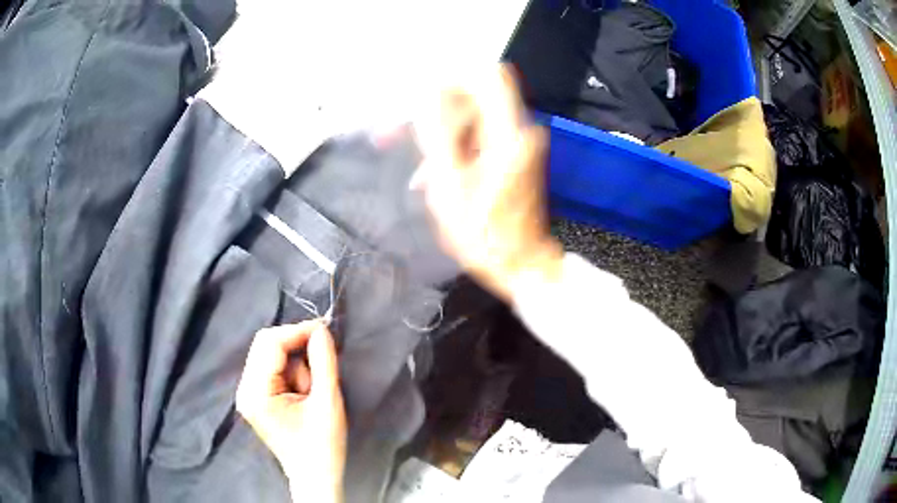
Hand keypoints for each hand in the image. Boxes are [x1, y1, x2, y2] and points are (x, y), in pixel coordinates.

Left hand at [236, 322, 345, 502]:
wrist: (316, 477)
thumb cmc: (323, 446)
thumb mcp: (328, 402)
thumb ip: (324, 362)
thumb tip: (322, 329)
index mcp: (256, 392)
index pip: (270, 343)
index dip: (298, 331)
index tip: (326, 329)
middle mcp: (244, 389)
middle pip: (265, 345)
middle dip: (296, 346)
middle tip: (323, 357)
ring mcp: (248, 393)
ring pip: (270, 355)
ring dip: (296, 363)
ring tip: (313, 390)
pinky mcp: (257, 397)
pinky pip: (273, 369)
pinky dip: (292, 372)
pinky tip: (304, 392)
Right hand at [412, 65, 563, 301]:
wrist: (520, 264)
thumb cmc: (483, 235)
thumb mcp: (450, 186)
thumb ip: (437, 134)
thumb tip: (425, 95)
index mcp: (507, 134)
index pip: (488, 76)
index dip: (455, 76)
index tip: (424, 94)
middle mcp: (519, 130)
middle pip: (475, 95)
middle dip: (437, 107)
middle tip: (402, 133)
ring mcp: (518, 142)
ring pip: (473, 115)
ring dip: (442, 131)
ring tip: (419, 166)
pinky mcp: (513, 154)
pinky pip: (479, 134)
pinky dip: (455, 144)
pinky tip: (436, 172)